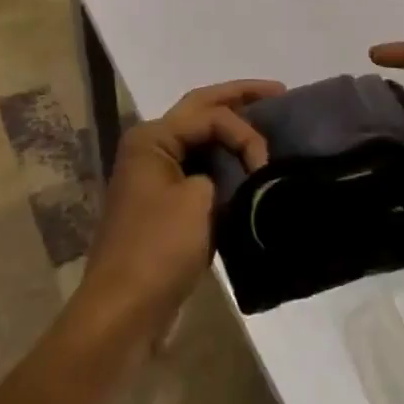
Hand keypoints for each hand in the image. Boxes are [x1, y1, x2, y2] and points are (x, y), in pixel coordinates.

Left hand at [78, 79, 283, 335]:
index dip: (244, 131)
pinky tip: (249, 165)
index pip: (209, 113)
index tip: (264, 164)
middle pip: (201, 110)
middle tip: (278, 91)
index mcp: (152, 138)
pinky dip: (225, 163)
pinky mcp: (164, 204)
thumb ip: (224, 172)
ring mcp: (155, 175)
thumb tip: (235, 175)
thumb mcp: (199, 200)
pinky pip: (200, 168)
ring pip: (201, 139)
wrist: (124, 311)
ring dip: (232, 132)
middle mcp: (150, 147)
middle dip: (239, 99)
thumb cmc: (159, 249)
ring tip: (269, 125)